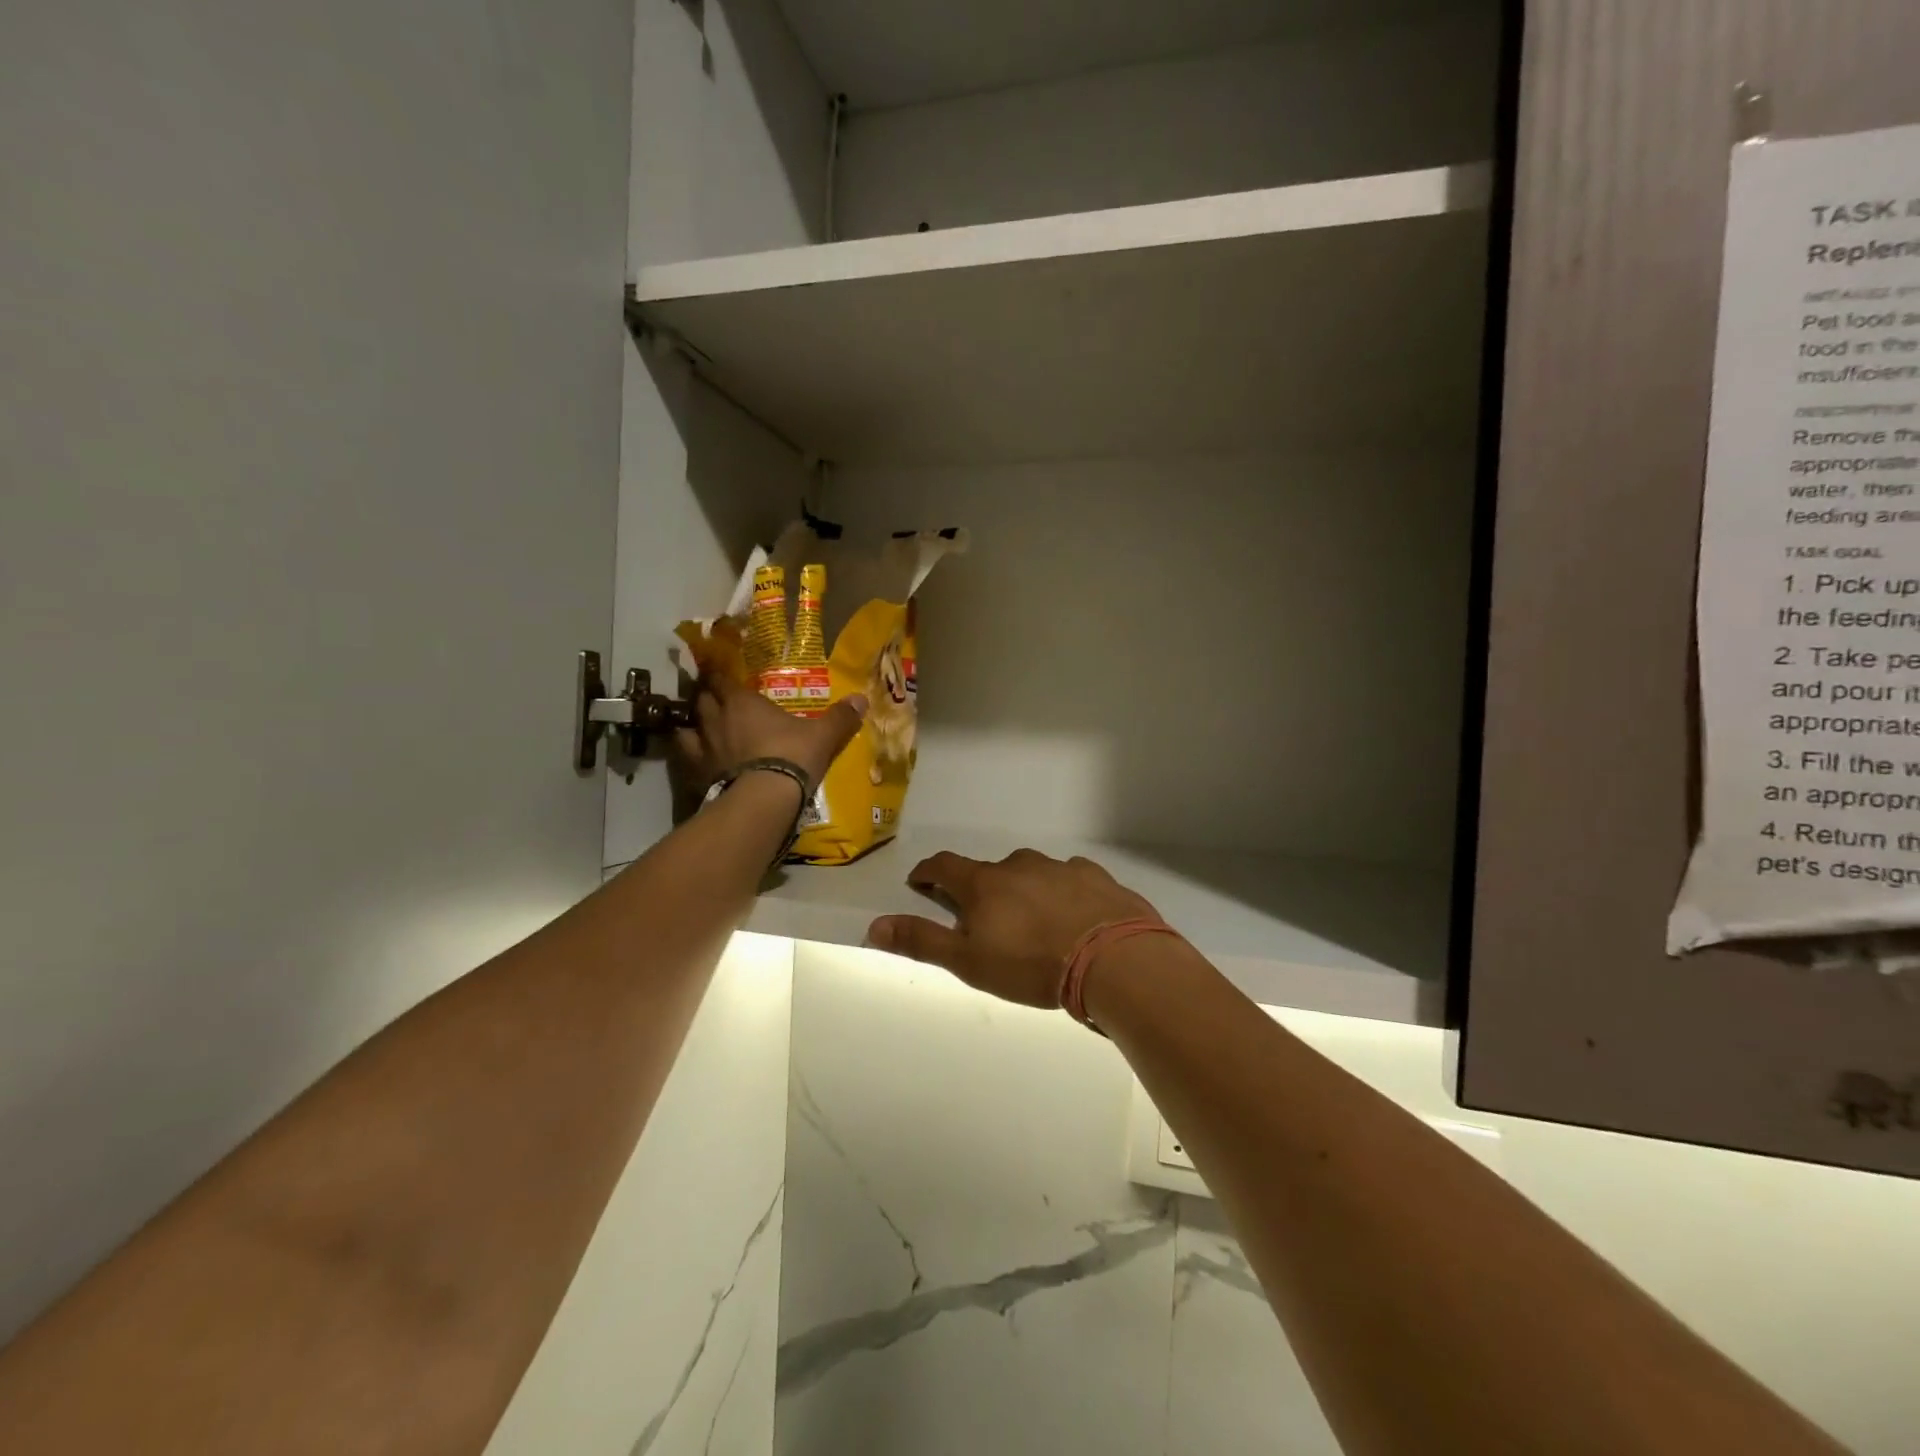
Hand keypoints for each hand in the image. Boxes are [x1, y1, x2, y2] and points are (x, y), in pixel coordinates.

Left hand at [674, 674, 867, 790]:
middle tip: (714, 698)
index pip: (723, 679)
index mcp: (743, 702)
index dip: (720, 675)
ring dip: (691, 724)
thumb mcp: (823, 736)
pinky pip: (683, 757)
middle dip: (706, 696)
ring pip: (687, 726)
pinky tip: (693, 758)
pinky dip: (686, 754)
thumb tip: (862, 698)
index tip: (720, 673)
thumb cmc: (793, 756)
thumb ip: (840, 717)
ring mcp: (702, 747)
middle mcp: (717, 719)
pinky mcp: (696, 773)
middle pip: (702, 699)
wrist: (765, 798)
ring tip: (698, 727)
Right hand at [867, 849, 1159, 1008]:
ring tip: (1035, 922)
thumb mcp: (969, 962)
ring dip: (1026, 891)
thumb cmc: (1032, 965)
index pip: (945, 866)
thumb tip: (873, 925)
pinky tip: (1077, 917)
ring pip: (1034, 874)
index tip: (920, 881)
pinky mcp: (1097, 877)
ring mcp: (1062, 867)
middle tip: (988, 920)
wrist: (1114, 960)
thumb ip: (921, 941)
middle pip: (991, 872)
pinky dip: (1065, 893)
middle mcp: (1020, 865)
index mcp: (985, 883)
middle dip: (983, 890)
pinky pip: (1072, 879)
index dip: (929, 872)